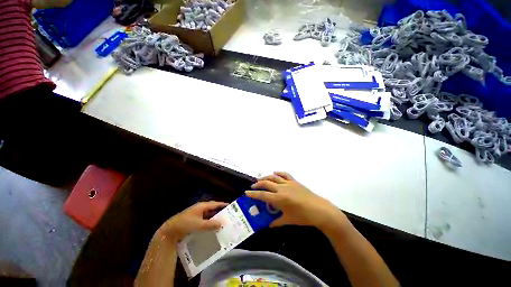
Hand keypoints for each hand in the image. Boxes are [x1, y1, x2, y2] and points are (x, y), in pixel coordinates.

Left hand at [158, 201, 227, 241]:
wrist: (170, 231)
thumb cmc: (185, 224)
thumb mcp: (199, 225)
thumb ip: (210, 225)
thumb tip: (221, 224)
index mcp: (202, 206)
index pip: (215, 204)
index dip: (222, 205)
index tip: (230, 206)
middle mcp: (200, 209)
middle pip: (212, 209)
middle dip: (219, 212)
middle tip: (227, 216)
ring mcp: (196, 215)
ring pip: (208, 216)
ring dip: (214, 218)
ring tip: (221, 223)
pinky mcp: (193, 221)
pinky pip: (204, 221)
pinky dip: (208, 223)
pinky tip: (211, 229)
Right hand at [246, 172, 348, 231]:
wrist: (319, 210)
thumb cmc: (303, 217)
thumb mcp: (288, 220)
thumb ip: (276, 222)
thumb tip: (267, 224)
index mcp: (279, 199)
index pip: (262, 195)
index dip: (253, 194)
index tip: (246, 192)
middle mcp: (282, 188)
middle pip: (266, 183)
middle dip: (258, 184)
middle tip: (253, 186)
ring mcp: (288, 183)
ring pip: (274, 177)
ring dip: (266, 177)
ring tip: (261, 180)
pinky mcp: (294, 181)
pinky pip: (285, 174)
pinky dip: (279, 173)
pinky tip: (275, 173)